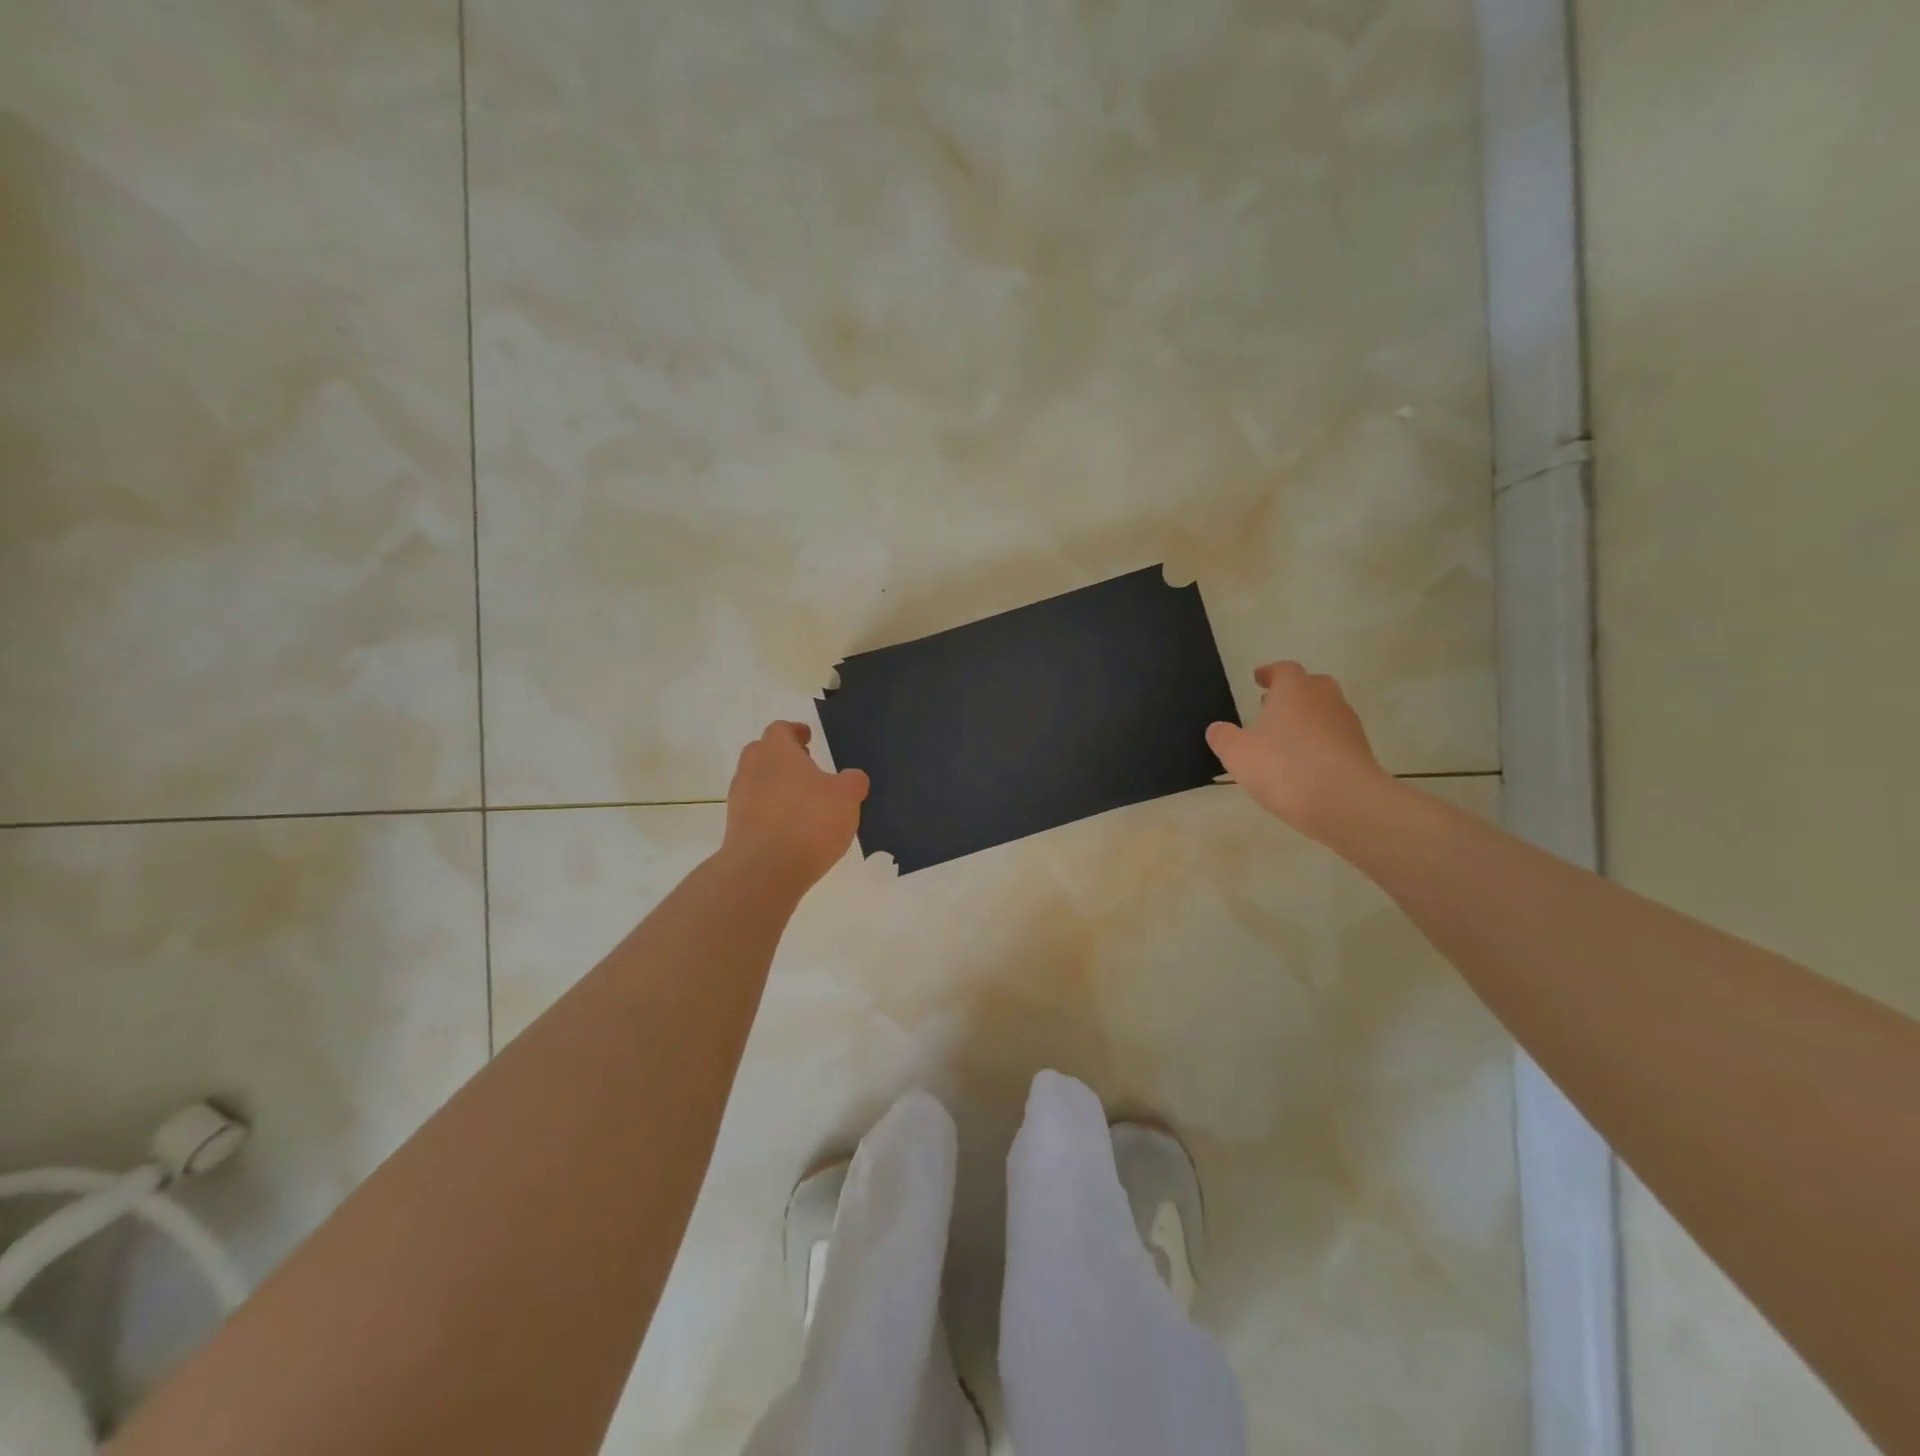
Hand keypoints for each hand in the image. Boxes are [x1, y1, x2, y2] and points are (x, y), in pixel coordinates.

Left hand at [722, 722, 869, 890]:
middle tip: (806, 768)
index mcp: (777, 751)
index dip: (795, 731)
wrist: (764, 870)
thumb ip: (852, 781)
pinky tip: (791, 828)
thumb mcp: (847, 797)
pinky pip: (754, 810)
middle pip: (763, 752)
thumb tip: (853, 778)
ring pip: (757, 782)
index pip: (780, 729)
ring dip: (776, 786)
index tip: (808, 738)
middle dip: (783, 757)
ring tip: (802, 802)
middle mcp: (752, 769)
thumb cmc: (809, 821)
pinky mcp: (735, 828)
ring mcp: (739, 799)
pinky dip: (770, 812)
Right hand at [1205, 663, 1394, 846]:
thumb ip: (1223, 738)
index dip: (1269, 673)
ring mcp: (1347, 724)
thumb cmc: (1284, 767)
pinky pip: (1336, 738)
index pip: (1283, 670)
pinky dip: (1321, 744)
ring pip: (1326, 712)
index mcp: (1295, 690)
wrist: (1345, 801)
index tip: (1258, 679)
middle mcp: (1325, 699)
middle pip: (1311, 685)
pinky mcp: (1361, 751)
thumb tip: (1217, 729)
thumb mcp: (1237, 754)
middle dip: (1292, 693)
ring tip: (1286, 740)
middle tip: (1272, 707)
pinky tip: (1305, 764)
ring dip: (1307, 719)